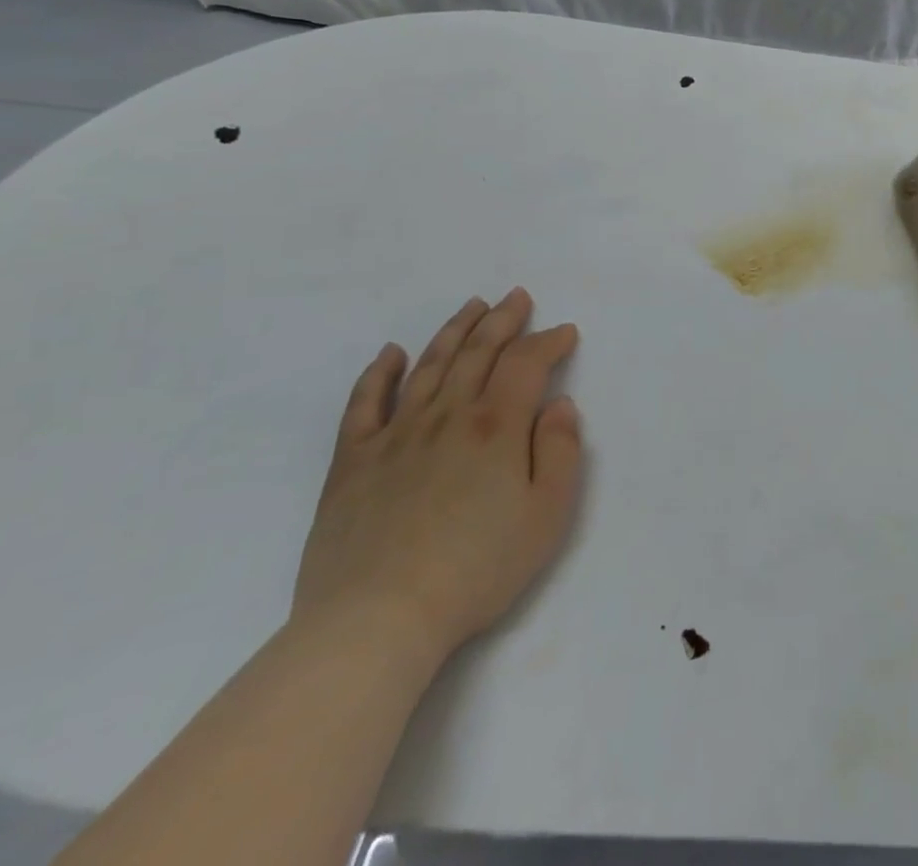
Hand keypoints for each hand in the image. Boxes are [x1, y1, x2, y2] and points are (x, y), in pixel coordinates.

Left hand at [291, 289, 583, 664]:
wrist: (376, 621)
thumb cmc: (477, 568)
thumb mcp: (547, 514)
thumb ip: (561, 451)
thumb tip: (559, 405)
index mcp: (496, 426)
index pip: (526, 363)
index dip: (548, 341)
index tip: (564, 332)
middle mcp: (447, 416)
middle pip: (478, 352)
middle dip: (502, 320)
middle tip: (516, 297)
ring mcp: (395, 436)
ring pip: (428, 366)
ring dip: (454, 331)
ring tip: (472, 306)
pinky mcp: (352, 463)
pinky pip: (364, 405)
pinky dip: (378, 374)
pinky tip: (390, 353)